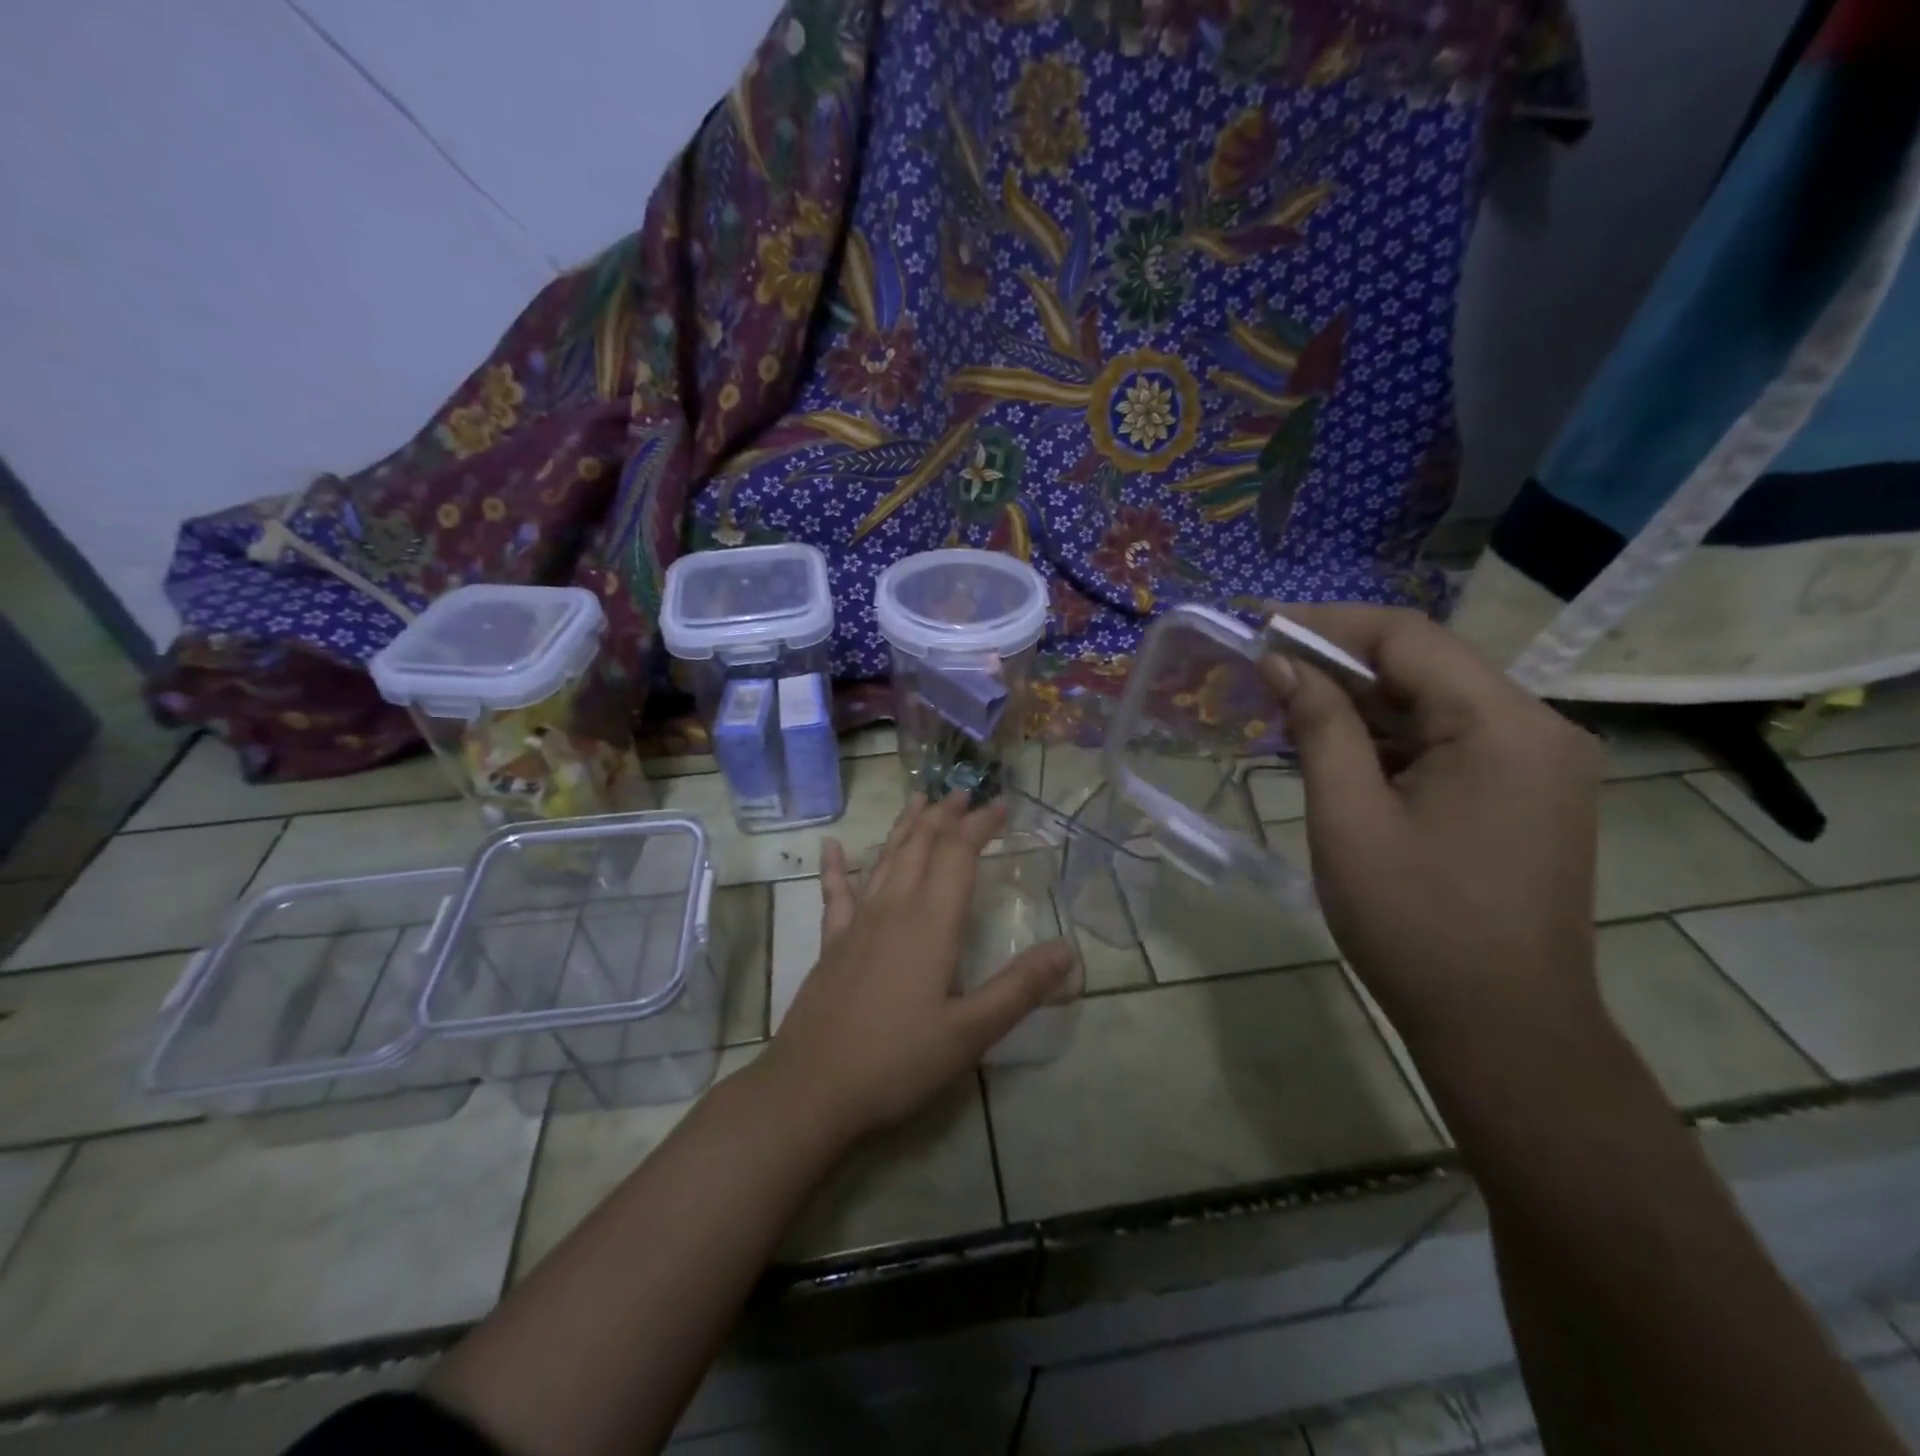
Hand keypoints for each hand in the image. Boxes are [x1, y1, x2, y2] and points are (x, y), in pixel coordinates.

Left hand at [758, 792, 1075, 1142]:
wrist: (812, 1088)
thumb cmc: (897, 1060)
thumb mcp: (970, 1032)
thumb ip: (1019, 988)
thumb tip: (1068, 949)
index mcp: (931, 922)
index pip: (958, 854)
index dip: (980, 825)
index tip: (1001, 804)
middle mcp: (893, 908)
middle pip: (921, 846)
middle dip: (945, 815)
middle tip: (964, 793)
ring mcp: (857, 923)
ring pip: (885, 859)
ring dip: (905, 827)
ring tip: (919, 800)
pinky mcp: (831, 943)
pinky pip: (835, 893)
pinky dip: (836, 866)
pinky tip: (832, 845)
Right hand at [1266, 605, 1603, 1044]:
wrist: (1503, 1028)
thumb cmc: (1416, 925)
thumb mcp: (1349, 819)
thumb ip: (1319, 727)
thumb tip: (1282, 662)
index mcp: (1503, 726)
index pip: (1407, 637)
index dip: (1326, 624)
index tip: (1259, 629)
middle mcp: (1536, 728)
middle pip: (1425, 664)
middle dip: (1338, 663)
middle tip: (1263, 672)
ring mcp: (1537, 763)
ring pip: (1434, 703)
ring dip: (1360, 702)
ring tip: (1286, 710)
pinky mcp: (1525, 793)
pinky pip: (1449, 741)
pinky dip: (1389, 739)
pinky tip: (1335, 751)